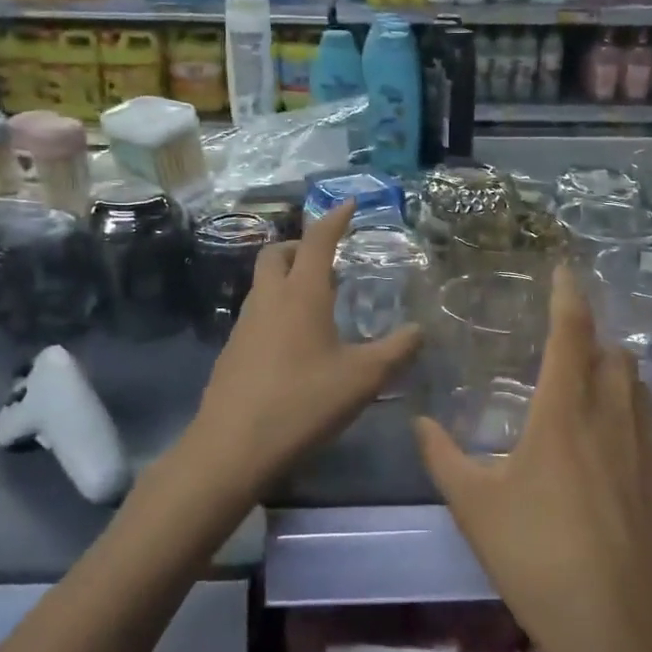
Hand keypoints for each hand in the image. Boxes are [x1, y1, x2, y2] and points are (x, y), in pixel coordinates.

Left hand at [184, 200, 420, 496]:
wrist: (231, 447)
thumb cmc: (303, 402)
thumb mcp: (362, 379)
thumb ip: (396, 351)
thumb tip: (420, 330)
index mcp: (301, 294)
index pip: (317, 241)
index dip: (334, 218)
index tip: (348, 203)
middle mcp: (269, 300)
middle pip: (277, 254)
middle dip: (300, 247)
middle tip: (326, 260)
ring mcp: (244, 325)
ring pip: (263, 284)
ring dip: (286, 278)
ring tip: (316, 302)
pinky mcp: (232, 351)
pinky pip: (256, 313)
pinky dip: (276, 309)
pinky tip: (293, 343)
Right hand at [415, 265, 651, 651]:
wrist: (622, 628)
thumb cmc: (538, 556)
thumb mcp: (475, 507)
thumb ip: (443, 457)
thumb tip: (421, 424)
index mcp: (566, 410)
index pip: (571, 331)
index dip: (567, 294)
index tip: (565, 269)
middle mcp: (616, 416)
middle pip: (615, 354)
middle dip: (594, 342)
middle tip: (570, 354)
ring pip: (641, 391)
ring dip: (618, 381)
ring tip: (594, 401)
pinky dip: (637, 428)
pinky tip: (620, 465)